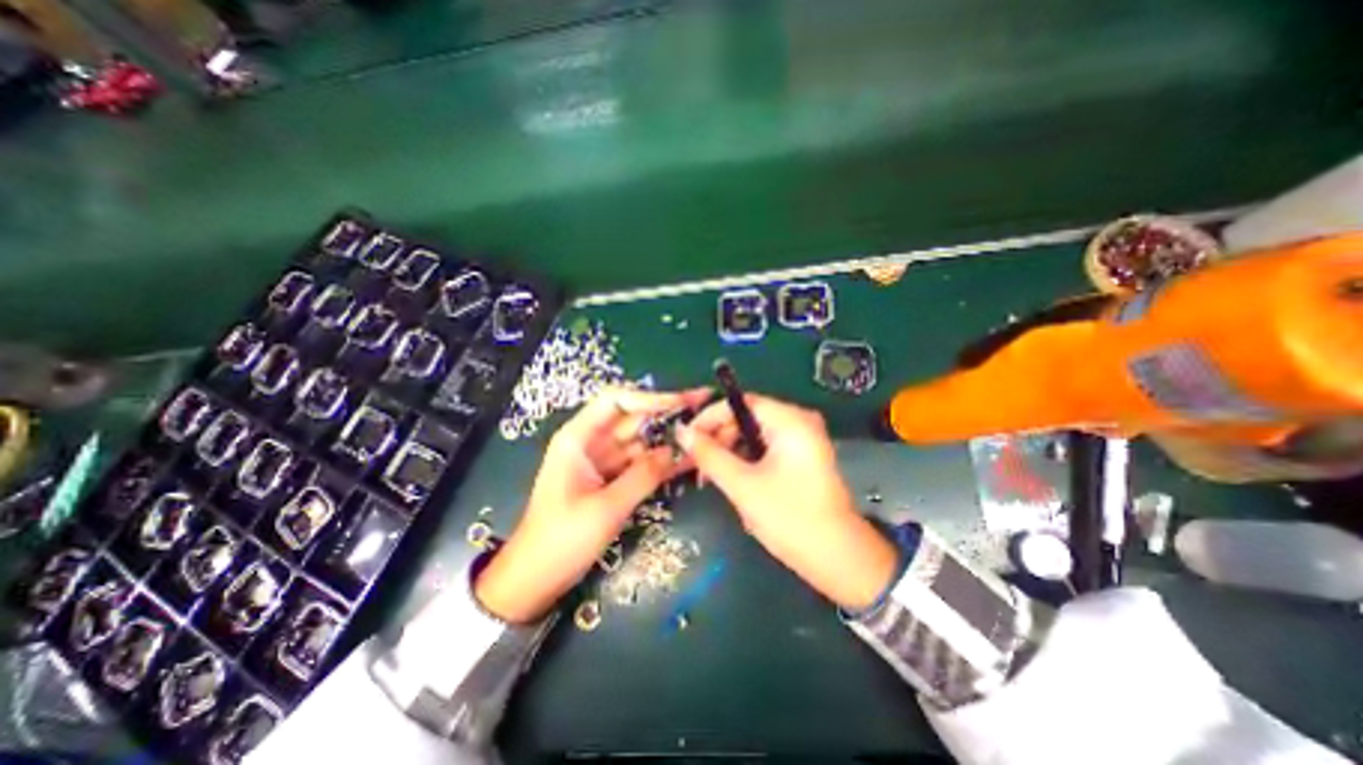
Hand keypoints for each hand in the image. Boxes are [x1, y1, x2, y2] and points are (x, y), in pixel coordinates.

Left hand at [475, 385, 708, 625]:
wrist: (535, 578)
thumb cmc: (561, 540)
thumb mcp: (606, 508)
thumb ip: (643, 475)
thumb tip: (677, 450)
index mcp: (578, 438)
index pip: (616, 401)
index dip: (650, 397)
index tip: (683, 402)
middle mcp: (591, 442)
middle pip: (633, 418)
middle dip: (668, 414)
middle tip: (705, 408)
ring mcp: (603, 461)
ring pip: (642, 440)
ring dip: (669, 438)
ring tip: (706, 433)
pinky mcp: (612, 479)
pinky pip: (641, 462)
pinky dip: (662, 461)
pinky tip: (689, 458)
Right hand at [674, 394, 901, 610]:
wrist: (839, 560)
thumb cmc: (790, 518)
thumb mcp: (743, 485)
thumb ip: (709, 455)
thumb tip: (681, 431)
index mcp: (790, 421)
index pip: (740, 402)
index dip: (710, 416)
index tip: (686, 436)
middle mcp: (798, 423)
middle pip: (747, 417)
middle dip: (718, 436)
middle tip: (694, 460)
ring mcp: (801, 441)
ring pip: (753, 434)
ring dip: (729, 450)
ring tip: (708, 474)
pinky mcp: (800, 459)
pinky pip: (764, 448)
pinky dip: (744, 459)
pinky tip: (730, 478)